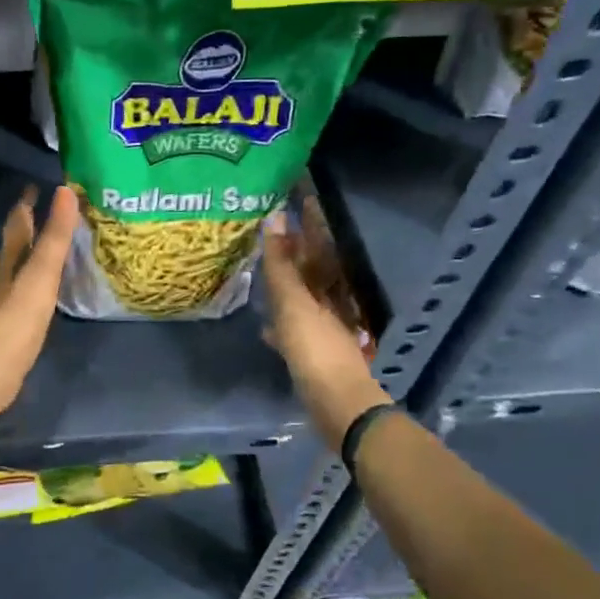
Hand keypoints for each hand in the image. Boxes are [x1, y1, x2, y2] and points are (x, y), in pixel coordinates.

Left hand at [0, 185, 79, 418]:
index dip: (26, 205)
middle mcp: (3, 280)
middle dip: (29, 228)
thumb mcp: (40, 276)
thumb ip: (54, 238)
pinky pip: (27, 295)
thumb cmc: (15, 322)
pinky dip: (37, 284)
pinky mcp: (12, 329)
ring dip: (33, 256)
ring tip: (52, 247)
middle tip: (49, 211)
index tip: (34, 185)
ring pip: (20, 271)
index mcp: (9, 264)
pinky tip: (46, 293)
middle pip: (16, 247)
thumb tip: (65, 191)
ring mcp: (5, 305)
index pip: (17, 226)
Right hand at [260, 210, 390, 446]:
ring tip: (263, 268)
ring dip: (287, 281)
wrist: (337, 404)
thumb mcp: (294, 304)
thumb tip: (275, 218)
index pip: (319, 242)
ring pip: (303, 295)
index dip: (309, 219)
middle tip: (271, 228)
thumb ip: (282, 265)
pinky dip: (281, 321)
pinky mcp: (313, 351)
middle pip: (312, 267)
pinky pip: (294, 326)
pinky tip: (265, 326)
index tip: (298, 194)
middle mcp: (330, 301)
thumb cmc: (315, 349)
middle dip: (295, 248)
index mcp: (329, 285)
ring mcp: (323, 327)